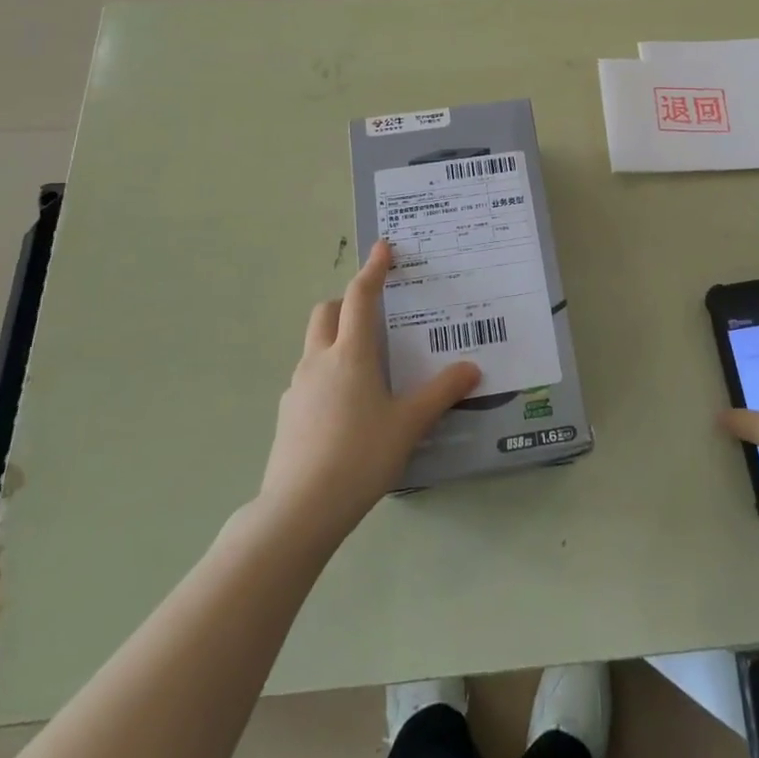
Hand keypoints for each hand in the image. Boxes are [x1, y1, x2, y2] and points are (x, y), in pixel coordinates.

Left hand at [259, 240, 481, 542]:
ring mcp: (297, 388)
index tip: (383, 247)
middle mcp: (319, 360)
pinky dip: (326, 375)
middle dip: (346, 302)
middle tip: (374, 315)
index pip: (360, 297)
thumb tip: (472, 368)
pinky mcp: (287, 414)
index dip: (373, 269)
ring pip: (314, 345)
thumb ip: (442, 393)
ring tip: (366, 367)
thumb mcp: (409, 424)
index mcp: (351, 353)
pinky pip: (308, 379)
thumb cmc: (361, 455)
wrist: (299, 509)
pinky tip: (346, 409)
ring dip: (335, 339)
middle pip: (325, 312)